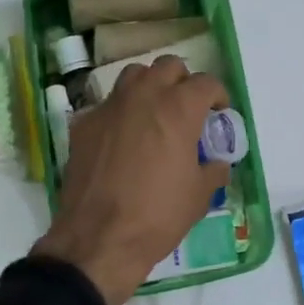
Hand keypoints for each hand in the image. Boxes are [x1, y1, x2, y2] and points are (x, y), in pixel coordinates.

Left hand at [32, 56, 229, 304]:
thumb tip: (216, 163)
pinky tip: (122, 138)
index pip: (206, 83)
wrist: (99, 237)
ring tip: (154, 113)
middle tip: (187, 108)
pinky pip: (107, 104)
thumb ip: (213, 170)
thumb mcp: (199, 196)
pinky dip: (120, 112)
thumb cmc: (158, 215)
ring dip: (149, 86)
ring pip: (134, 75)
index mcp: (178, 108)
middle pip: (168, 66)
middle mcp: (144, 96)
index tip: (219, 112)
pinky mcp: (84, 123)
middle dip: (183, 82)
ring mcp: (110, 106)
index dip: (218, 95)